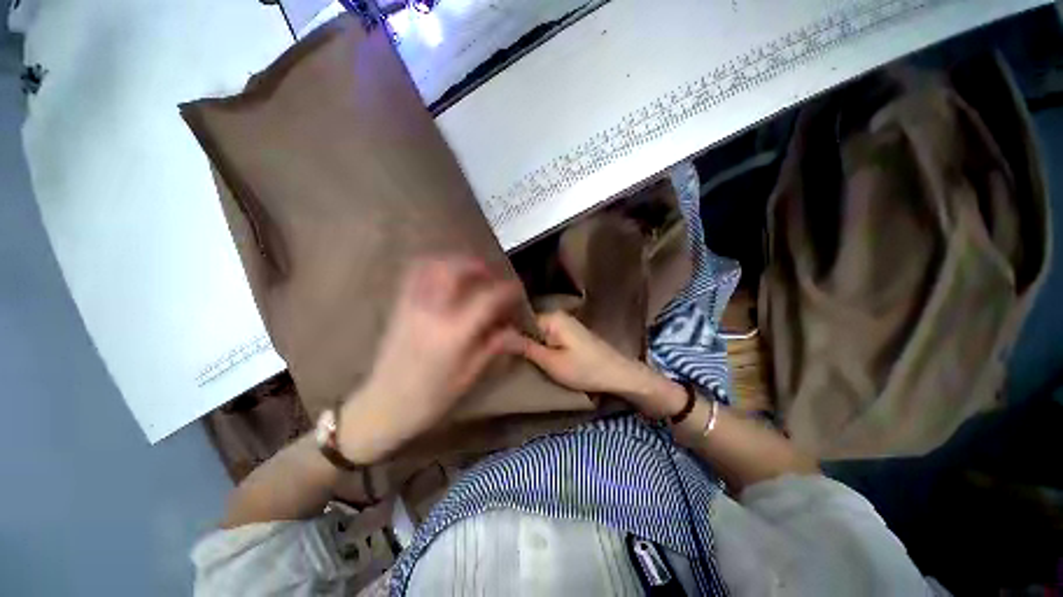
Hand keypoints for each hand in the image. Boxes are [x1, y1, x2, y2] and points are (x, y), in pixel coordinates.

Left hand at [338, 256, 521, 460]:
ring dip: (455, 261)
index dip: (506, 290)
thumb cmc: (429, 398)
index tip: (517, 289)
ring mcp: (411, 306)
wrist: (382, 406)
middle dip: (478, 266)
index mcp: (452, 333)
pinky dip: (432, 266)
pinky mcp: (399, 307)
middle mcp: (431, 312)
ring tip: (469, 271)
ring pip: (432, 266)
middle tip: (492, 275)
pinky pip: (414, 274)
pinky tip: (444, 275)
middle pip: (456, 270)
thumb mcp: (467, 376)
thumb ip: (492, 347)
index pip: (486, 299)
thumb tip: (515, 331)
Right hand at [511, 311, 685, 417]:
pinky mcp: (570, 333)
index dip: (508, 333)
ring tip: (516, 357)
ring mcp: (565, 323)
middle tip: (505, 356)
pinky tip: (535, 357)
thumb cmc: (585, 369)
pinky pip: (547, 335)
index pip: (520, 319)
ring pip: (538, 331)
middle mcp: (557, 315)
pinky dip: (541, 345)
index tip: (496, 347)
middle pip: (529, 325)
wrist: (619, 375)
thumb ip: (525, 347)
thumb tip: (499, 335)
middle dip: (518, 339)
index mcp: (552, 318)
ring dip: (529, 344)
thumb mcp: (551, 362)